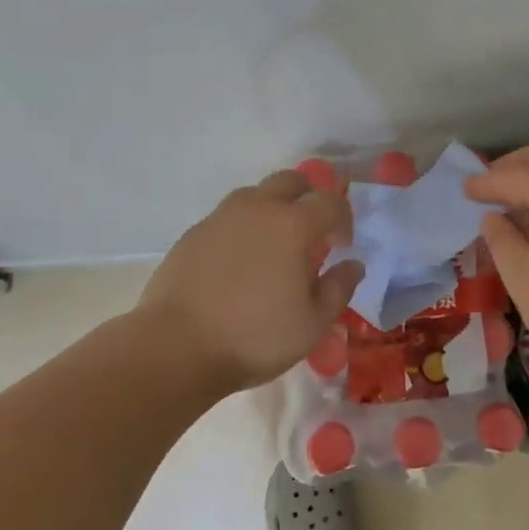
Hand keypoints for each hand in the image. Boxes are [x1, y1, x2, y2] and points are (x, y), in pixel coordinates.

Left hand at [139, 170, 364, 394]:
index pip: (330, 201)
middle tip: (311, 231)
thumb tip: (353, 265)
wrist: (175, 348)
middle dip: (308, 198)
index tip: (342, 245)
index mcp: (293, 225)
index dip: (343, 218)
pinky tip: (238, 262)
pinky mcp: (192, 235)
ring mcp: (220, 219)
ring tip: (273, 245)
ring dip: (272, 209)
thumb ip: (339, 289)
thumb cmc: (255, 336)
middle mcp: (258, 209)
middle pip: (290, 181)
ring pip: (254, 194)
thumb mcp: (313, 323)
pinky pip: (226, 218)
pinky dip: (241, 229)